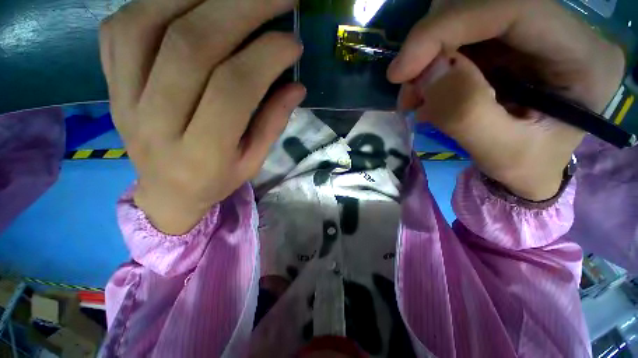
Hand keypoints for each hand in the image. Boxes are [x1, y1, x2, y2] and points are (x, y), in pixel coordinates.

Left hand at [100, 0, 304, 234]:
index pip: (234, 90)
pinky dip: (157, 0)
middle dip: (240, 9)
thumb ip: (273, 124)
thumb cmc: (216, 180)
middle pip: (192, 47)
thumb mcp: (253, 161)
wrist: (167, 191)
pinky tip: (190, 1)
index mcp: (202, 153)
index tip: (292, 42)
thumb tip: (296, 87)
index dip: (266, 57)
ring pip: (149, 24)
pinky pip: (121, 27)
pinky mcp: (109, 83)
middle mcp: (156, 122)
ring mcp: (123, 98)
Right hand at [388, 0, 624, 200]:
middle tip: (407, 90)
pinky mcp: (505, 42)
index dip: (448, 27)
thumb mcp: (501, 154)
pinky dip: (429, 64)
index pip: (514, 7)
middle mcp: (561, 30)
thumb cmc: (525, 168)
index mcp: (583, 57)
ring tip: (414, 98)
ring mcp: (530, 32)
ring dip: (427, 58)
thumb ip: (467, 114)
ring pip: (463, 19)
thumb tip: (427, 75)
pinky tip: (424, 93)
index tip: (402, 69)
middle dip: (431, 45)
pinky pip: (456, 38)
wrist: (528, 168)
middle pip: (482, 6)